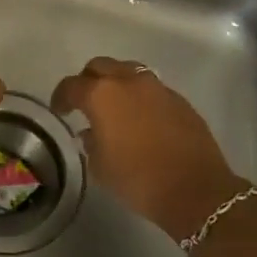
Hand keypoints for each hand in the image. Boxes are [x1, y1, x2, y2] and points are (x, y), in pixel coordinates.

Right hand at [51, 57, 248, 239]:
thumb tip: (90, 133)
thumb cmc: (139, 179)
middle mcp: (127, 81)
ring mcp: (156, 87)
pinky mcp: (178, 99)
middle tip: (85, 102)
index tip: (61, 111)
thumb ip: (90, 143)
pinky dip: (140, 96)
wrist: (196, 190)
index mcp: (101, 94)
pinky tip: (142, 119)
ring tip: (115, 107)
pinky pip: (151, 88)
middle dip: (88, 81)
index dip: (61, 97)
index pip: (71, 86)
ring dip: (116, 83)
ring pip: (128, 71)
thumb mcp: (101, 167)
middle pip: (100, 66)